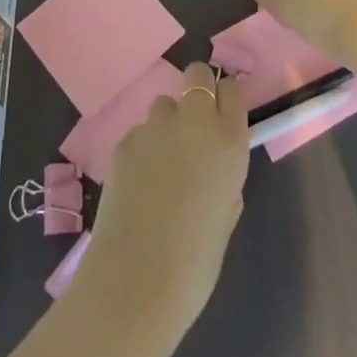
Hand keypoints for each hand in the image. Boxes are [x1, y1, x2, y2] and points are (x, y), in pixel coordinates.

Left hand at [75, 63, 250, 341]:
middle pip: (196, 75)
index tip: (223, 112)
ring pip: (163, 105)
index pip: (232, 89)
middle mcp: (194, 122)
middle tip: (193, 126)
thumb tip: (213, 172)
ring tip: (161, 166)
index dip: (226, 97)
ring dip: (166, 124)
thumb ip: (224, 182)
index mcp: (228, 141)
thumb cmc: (195, 261)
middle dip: (197, 90)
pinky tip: (138, 185)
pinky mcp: (124, 141)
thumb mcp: (225, 216)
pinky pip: (139, 134)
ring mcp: (155, 128)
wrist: (136, 281)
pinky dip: (141, 150)